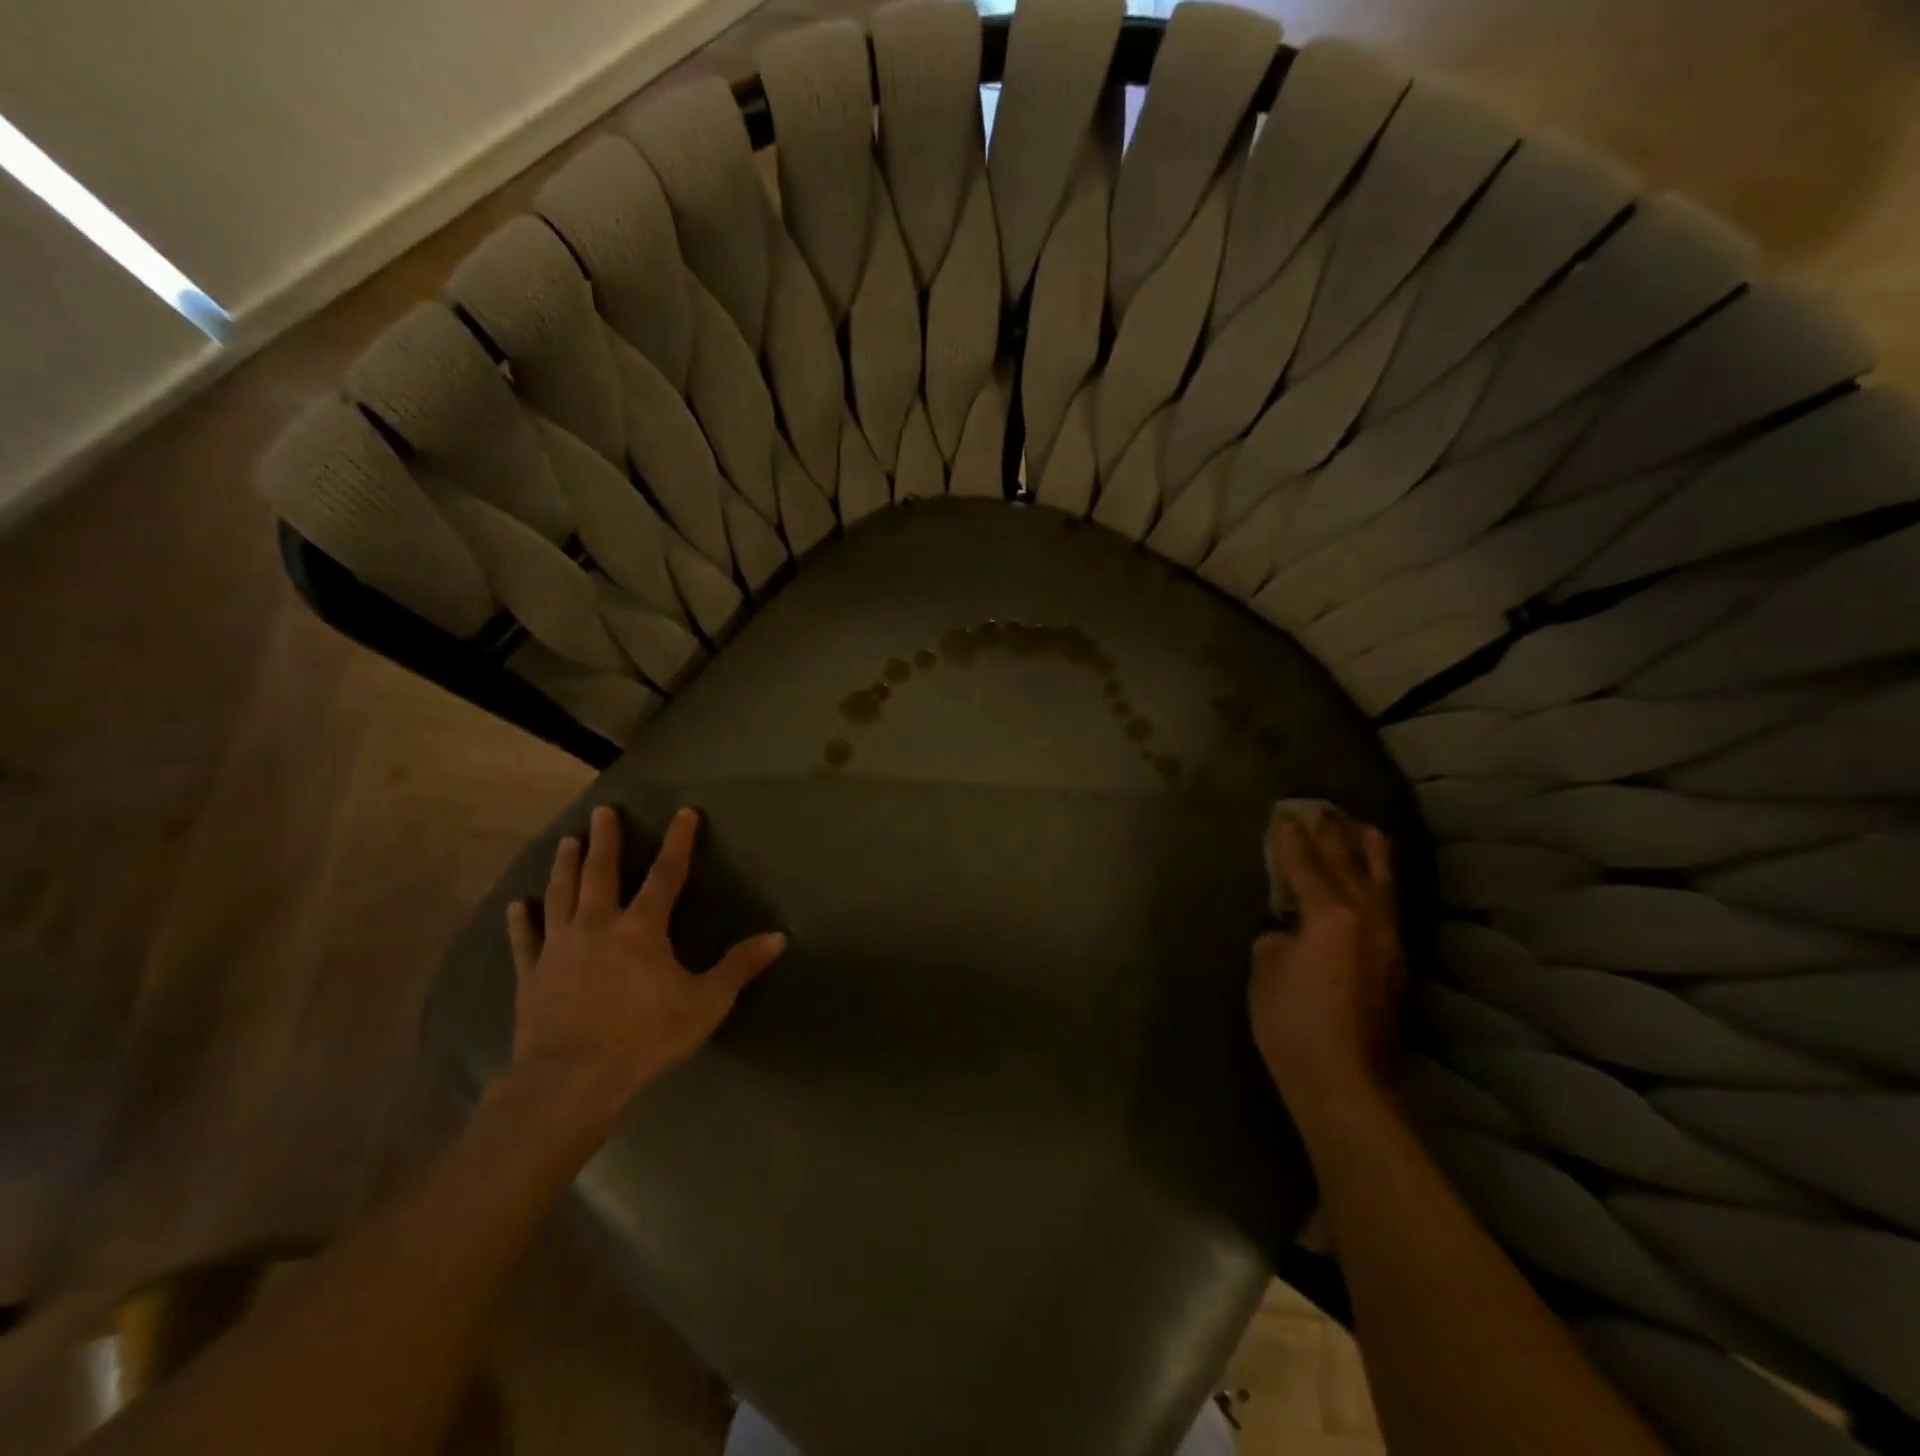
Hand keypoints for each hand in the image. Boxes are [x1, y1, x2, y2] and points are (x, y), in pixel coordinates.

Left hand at [504, 805, 786, 1133]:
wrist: (570, 1081)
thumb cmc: (644, 1038)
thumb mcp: (705, 1004)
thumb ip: (739, 967)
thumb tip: (779, 937)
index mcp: (641, 929)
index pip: (666, 874)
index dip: (678, 842)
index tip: (684, 813)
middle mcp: (597, 926)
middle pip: (600, 873)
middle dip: (604, 840)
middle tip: (602, 811)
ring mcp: (559, 948)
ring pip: (561, 895)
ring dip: (564, 866)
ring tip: (566, 841)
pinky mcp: (532, 975)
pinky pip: (525, 941)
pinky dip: (520, 922)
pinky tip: (516, 905)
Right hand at [1248, 812, 1404, 1128]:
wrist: (1342, 1080)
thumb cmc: (1292, 1020)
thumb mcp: (1265, 970)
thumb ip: (1277, 939)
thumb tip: (1288, 935)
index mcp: (1331, 915)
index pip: (1308, 868)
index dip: (1293, 843)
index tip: (1286, 818)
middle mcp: (1367, 921)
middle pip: (1352, 868)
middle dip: (1337, 839)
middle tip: (1328, 813)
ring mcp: (1388, 944)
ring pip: (1382, 888)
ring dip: (1372, 858)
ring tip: (1369, 832)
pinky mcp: (1396, 968)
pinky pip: (1388, 911)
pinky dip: (1380, 888)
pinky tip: (1377, 887)